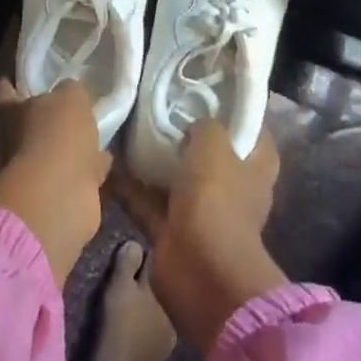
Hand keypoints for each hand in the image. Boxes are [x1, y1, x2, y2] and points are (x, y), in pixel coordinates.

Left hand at [0, 79, 110, 286]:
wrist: (58, 193)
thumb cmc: (57, 134)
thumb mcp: (70, 97)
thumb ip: (70, 91)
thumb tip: (71, 91)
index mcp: (13, 113)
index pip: (6, 94)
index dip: (8, 88)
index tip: (9, 80)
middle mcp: (18, 140)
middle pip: (29, 124)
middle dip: (43, 119)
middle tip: (64, 109)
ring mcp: (36, 169)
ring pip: (54, 151)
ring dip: (69, 146)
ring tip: (91, 133)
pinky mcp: (58, 192)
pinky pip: (75, 172)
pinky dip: (88, 167)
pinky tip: (105, 159)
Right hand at [111, 119, 287, 355]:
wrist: (200, 271)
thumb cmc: (217, 201)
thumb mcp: (214, 146)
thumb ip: (205, 125)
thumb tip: (195, 122)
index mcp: (255, 167)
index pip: (251, 130)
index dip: (232, 110)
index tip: (203, 89)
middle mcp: (231, 188)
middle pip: (208, 152)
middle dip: (183, 131)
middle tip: (154, 104)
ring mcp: (200, 211)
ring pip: (173, 176)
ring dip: (151, 159)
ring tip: (123, 127)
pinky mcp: (171, 229)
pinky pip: (146, 201)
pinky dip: (128, 186)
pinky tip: (105, 163)